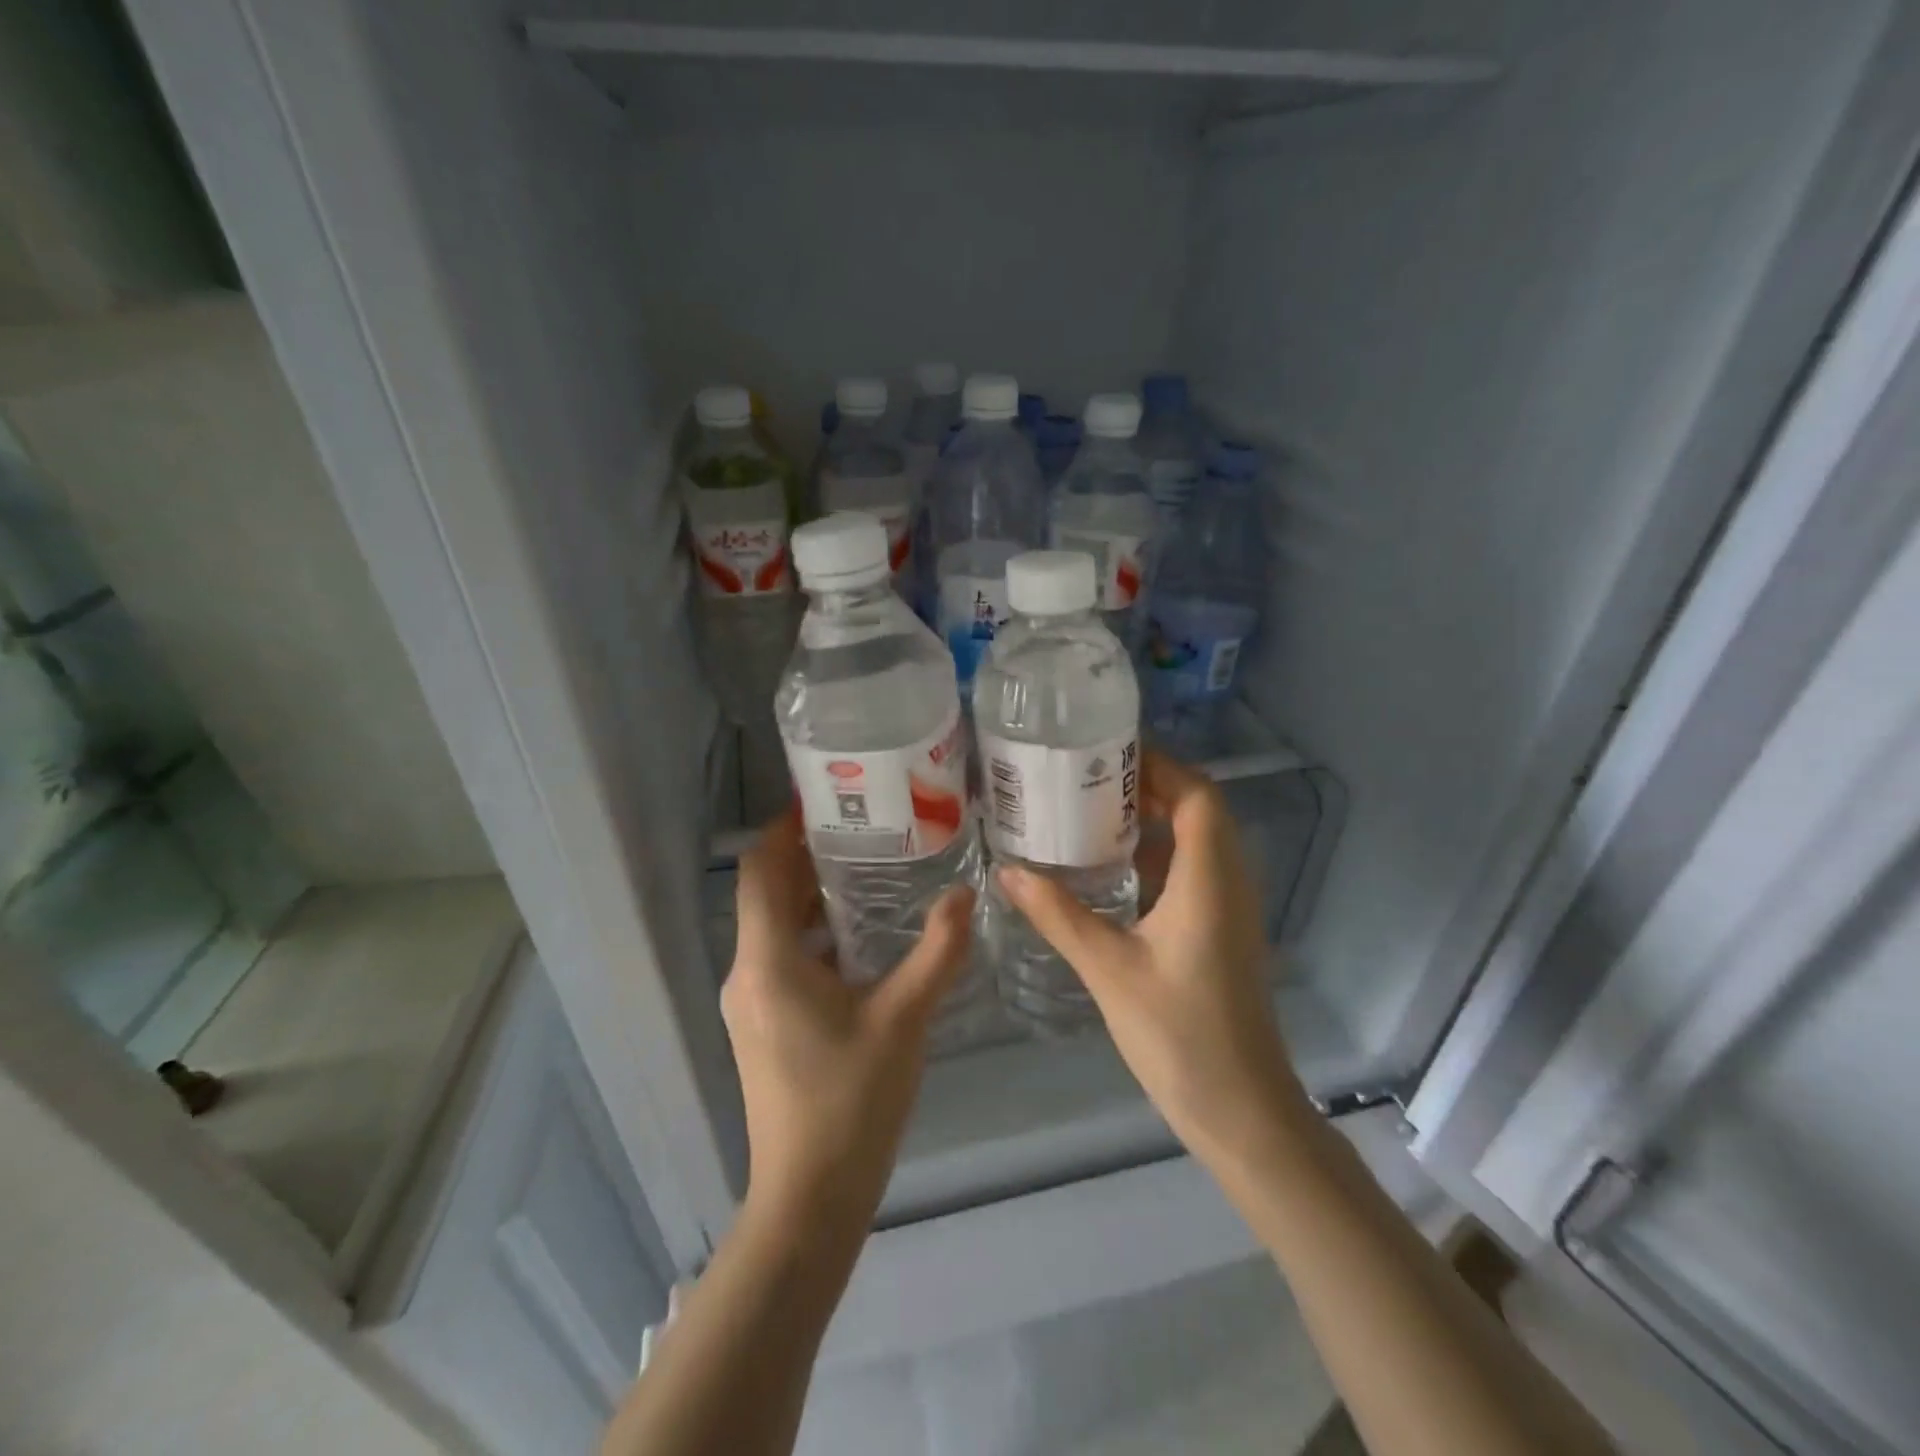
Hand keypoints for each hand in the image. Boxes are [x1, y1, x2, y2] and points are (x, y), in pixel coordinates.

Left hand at [722, 812, 974, 1237]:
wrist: (810, 1200)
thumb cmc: (851, 1102)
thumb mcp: (904, 1019)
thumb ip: (937, 951)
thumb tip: (967, 894)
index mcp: (768, 960)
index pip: (759, 870)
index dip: (784, 828)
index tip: (826, 800)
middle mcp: (748, 972)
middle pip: (767, 893)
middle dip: (809, 857)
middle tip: (865, 827)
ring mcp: (753, 1002)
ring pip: (776, 927)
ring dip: (814, 896)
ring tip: (871, 870)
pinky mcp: (765, 1025)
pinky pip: (784, 958)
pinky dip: (816, 934)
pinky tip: (863, 937)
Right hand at [994, 752, 1306, 1175]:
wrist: (1241, 1109)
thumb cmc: (1179, 1034)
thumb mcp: (1108, 968)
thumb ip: (1058, 914)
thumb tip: (1008, 871)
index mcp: (1210, 879)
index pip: (1197, 794)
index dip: (1159, 765)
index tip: (1106, 752)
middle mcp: (1229, 881)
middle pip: (1198, 809)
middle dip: (1148, 785)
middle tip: (1087, 778)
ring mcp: (1231, 908)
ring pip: (1198, 840)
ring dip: (1153, 819)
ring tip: (1092, 811)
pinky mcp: (1222, 931)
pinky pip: (1194, 871)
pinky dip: (1157, 855)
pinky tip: (1112, 868)